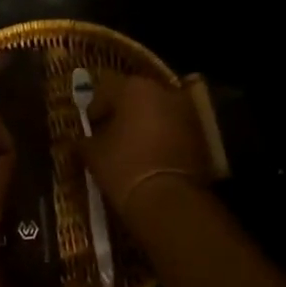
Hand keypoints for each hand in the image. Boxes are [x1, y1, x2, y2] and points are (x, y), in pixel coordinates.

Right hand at [80, 72, 212, 216]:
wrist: (169, 199)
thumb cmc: (123, 167)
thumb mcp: (92, 153)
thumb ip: (85, 139)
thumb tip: (84, 139)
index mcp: (134, 88)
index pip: (105, 89)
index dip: (94, 109)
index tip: (89, 128)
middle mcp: (163, 91)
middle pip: (135, 96)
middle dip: (121, 112)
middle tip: (109, 134)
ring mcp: (186, 111)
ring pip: (157, 110)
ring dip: (144, 123)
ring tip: (131, 146)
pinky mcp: (201, 133)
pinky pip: (173, 127)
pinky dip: (162, 136)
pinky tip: (151, 156)